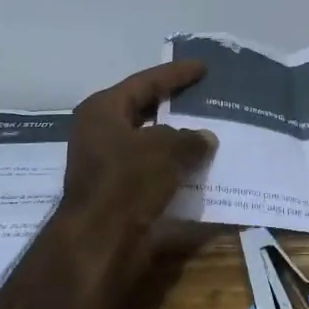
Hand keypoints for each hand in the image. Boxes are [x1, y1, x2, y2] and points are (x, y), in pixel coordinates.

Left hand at [63, 60, 217, 229]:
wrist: (100, 240)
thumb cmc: (127, 181)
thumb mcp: (165, 150)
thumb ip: (189, 138)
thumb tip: (205, 137)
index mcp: (102, 110)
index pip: (144, 82)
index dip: (175, 74)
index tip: (202, 67)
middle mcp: (100, 133)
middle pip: (143, 111)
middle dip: (175, 107)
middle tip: (205, 98)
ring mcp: (106, 165)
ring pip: (149, 144)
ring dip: (177, 141)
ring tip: (209, 133)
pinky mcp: (117, 193)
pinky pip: (151, 172)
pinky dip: (173, 169)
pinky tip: (199, 168)